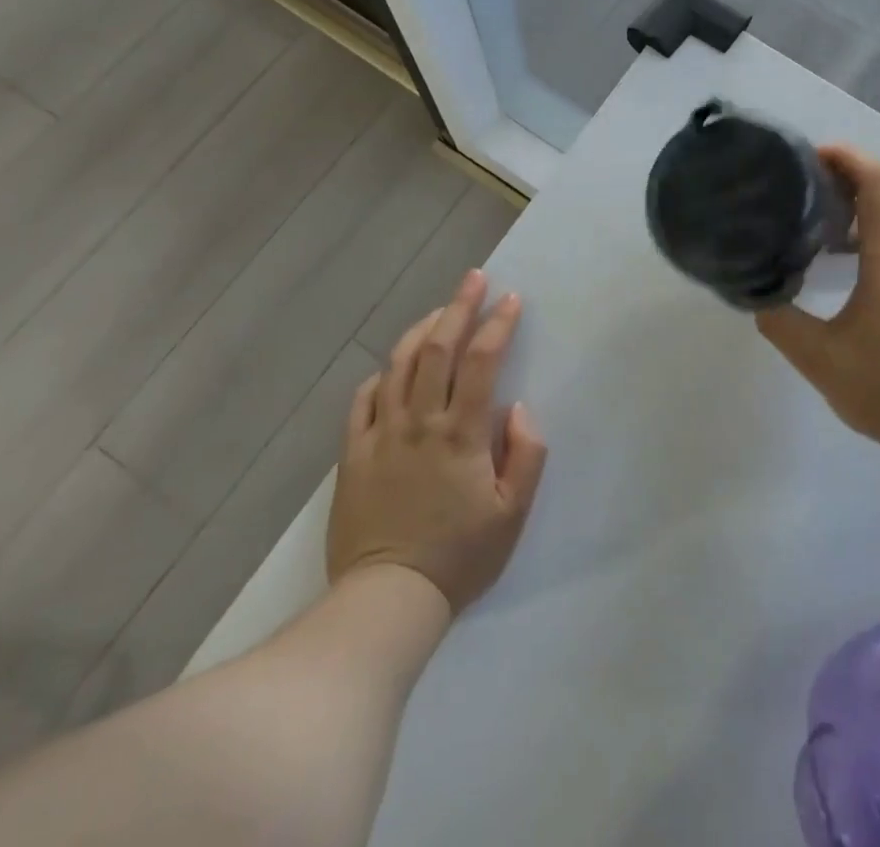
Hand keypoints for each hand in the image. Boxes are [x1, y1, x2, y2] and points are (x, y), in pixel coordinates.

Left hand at [326, 269, 547, 613]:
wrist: (387, 600)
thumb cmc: (460, 557)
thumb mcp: (513, 514)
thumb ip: (526, 454)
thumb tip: (518, 408)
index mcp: (461, 434)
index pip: (482, 362)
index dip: (498, 325)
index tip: (511, 300)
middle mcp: (420, 422)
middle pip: (437, 348)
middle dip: (459, 306)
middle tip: (474, 278)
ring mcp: (381, 434)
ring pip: (398, 364)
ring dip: (421, 329)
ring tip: (440, 311)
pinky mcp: (353, 452)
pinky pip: (364, 399)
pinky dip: (382, 374)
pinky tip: (393, 367)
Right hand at [756, 145, 879, 486]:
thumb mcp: (822, 361)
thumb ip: (782, 322)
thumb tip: (757, 294)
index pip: (879, 183)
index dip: (847, 158)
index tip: (808, 155)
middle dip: (850, 173)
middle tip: (803, 180)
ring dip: (865, 201)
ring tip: (819, 213)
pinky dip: (876, 228)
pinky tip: (848, 259)